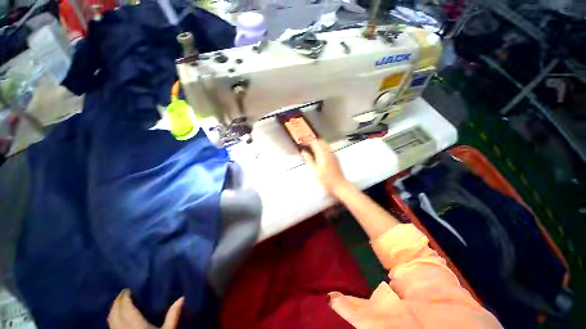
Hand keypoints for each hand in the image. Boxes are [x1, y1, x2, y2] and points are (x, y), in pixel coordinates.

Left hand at [107, 289, 183, 328]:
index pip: (125, 307)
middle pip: (114, 313)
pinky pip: (111, 327)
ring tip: (119, 303)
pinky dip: (112, 319)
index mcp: (135, 325)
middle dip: (117, 302)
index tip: (128, 289)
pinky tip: (117, 318)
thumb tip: (182, 297)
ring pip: (110, 320)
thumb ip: (173, 315)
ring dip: (113, 310)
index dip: (124, 298)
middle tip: (123, 293)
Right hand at [301, 140, 347, 193]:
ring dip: (318, 144)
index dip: (308, 141)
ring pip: (325, 144)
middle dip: (313, 141)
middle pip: (320, 141)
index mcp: (322, 154)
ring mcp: (333, 154)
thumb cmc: (325, 179)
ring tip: (311, 147)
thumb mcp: (314, 170)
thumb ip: (308, 159)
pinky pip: (328, 148)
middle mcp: (328, 152)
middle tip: (307, 144)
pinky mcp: (335, 157)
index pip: (314, 142)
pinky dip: (322, 147)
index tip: (303, 142)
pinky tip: (319, 153)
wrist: (338, 184)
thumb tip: (303, 152)